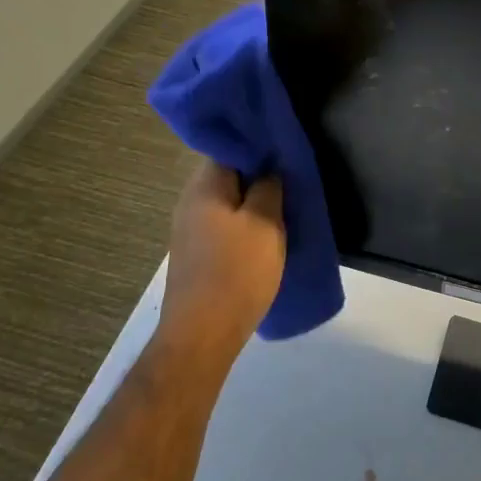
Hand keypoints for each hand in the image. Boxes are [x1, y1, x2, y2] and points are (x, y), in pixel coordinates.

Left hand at [157, 162, 285, 366]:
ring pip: (227, 203)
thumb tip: (268, 168)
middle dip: (258, 176)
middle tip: (291, 179)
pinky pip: (223, 226)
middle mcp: (190, 201)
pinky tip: (264, 237)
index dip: (258, 145)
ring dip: (252, 203)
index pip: (230, 147)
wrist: (203, 335)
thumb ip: (269, 187)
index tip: (284, 149)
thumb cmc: (237, 271)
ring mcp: (189, 230)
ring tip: (284, 208)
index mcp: (204, 186)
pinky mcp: (195, 254)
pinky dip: (243, 225)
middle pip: (228, 175)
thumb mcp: (265, 223)